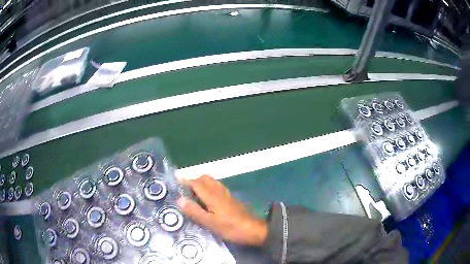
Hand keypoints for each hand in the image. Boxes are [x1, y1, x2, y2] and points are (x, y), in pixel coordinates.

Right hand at [177, 175, 267, 245]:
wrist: (253, 229)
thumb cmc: (230, 227)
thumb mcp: (210, 222)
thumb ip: (194, 211)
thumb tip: (179, 199)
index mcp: (212, 195)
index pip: (196, 183)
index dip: (185, 181)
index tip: (175, 181)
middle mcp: (219, 191)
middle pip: (205, 178)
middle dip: (193, 180)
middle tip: (184, 190)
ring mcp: (227, 194)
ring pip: (212, 182)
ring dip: (202, 184)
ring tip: (193, 195)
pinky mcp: (231, 199)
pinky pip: (217, 188)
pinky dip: (209, 188)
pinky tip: (207, 200)